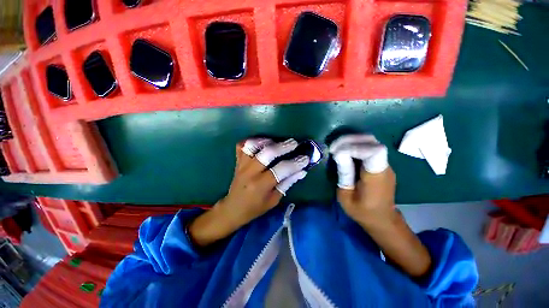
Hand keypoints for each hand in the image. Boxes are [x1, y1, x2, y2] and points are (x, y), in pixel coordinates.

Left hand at [221, 137, 309, 225]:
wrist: (233, 208)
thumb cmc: (255, 207)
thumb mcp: (274, 200)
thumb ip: (287, 183)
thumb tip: (302, 171)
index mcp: (260, 185)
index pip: (281, 170)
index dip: (295, 163)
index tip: (305, 158)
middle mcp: (250, 172)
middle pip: (267, 153)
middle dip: (283, 146)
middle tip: (294, 143)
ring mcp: (242, 165)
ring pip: (253, 145)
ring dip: (267, 141)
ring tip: (277, 141)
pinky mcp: (237, 161)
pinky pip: (242, 146)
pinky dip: (252, 141)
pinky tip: (261, 142)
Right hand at [329, 134, 395, 227]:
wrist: (382, 219)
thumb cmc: (362, 211)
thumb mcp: (346, 196)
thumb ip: (344, 175)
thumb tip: (338, 155)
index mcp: (376, 177)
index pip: (373, 152)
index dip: (354, 147)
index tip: (336, 152)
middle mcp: (385, 167)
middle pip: (372, 142)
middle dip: (350, 140)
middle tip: (333, 146)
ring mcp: (385, 164)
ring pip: (371, 142)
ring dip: (352, 140)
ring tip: (337, 146)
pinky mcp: (381, 163)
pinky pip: (370, 147)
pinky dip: (356, 144)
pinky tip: (345, 149)